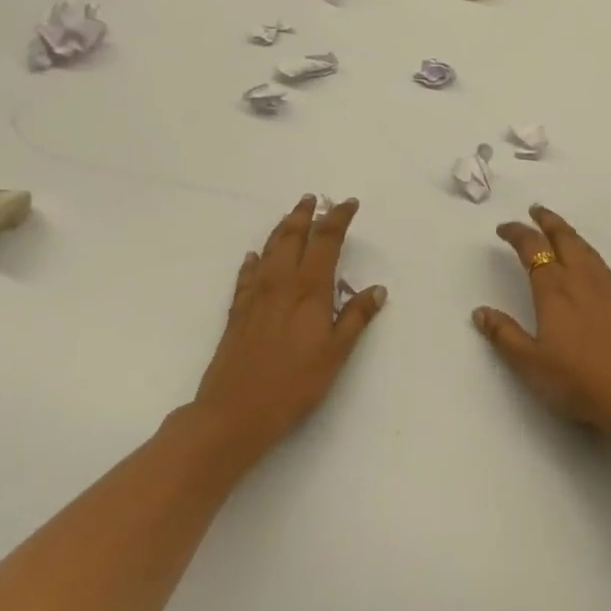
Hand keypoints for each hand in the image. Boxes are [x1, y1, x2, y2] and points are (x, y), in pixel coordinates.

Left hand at [193, 195, 383, 462]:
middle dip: (305, 214)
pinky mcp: (237, 311)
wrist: (234, 411)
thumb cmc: (294, 384)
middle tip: (314, 199)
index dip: (338, 218)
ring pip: (269, 250)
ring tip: (291, 216)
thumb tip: (377, 289)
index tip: (348, 204)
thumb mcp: (336, 353)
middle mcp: (281, 283)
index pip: (326, 241)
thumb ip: (355, 318)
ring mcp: (255, 295)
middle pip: (293, 236)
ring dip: (282, 229)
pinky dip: (254, 260)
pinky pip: (247, 274)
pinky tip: (254, 256)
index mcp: (309, 289)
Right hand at [474, 205, 610, 439]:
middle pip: (563, 238)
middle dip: (547, 221)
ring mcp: (606, 288)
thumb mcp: (531, 364)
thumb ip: (505, 335)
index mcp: (554, 289)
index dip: (517, 234)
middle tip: (535, 210)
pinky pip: (598, 261)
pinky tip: (585, 259)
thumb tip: (480, 311)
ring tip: (557, 227)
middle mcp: (580, 279)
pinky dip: (584, 248)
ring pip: (584, 247)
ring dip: (567, 231)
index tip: (504, 228)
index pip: (533, 249)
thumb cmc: (580, 380)